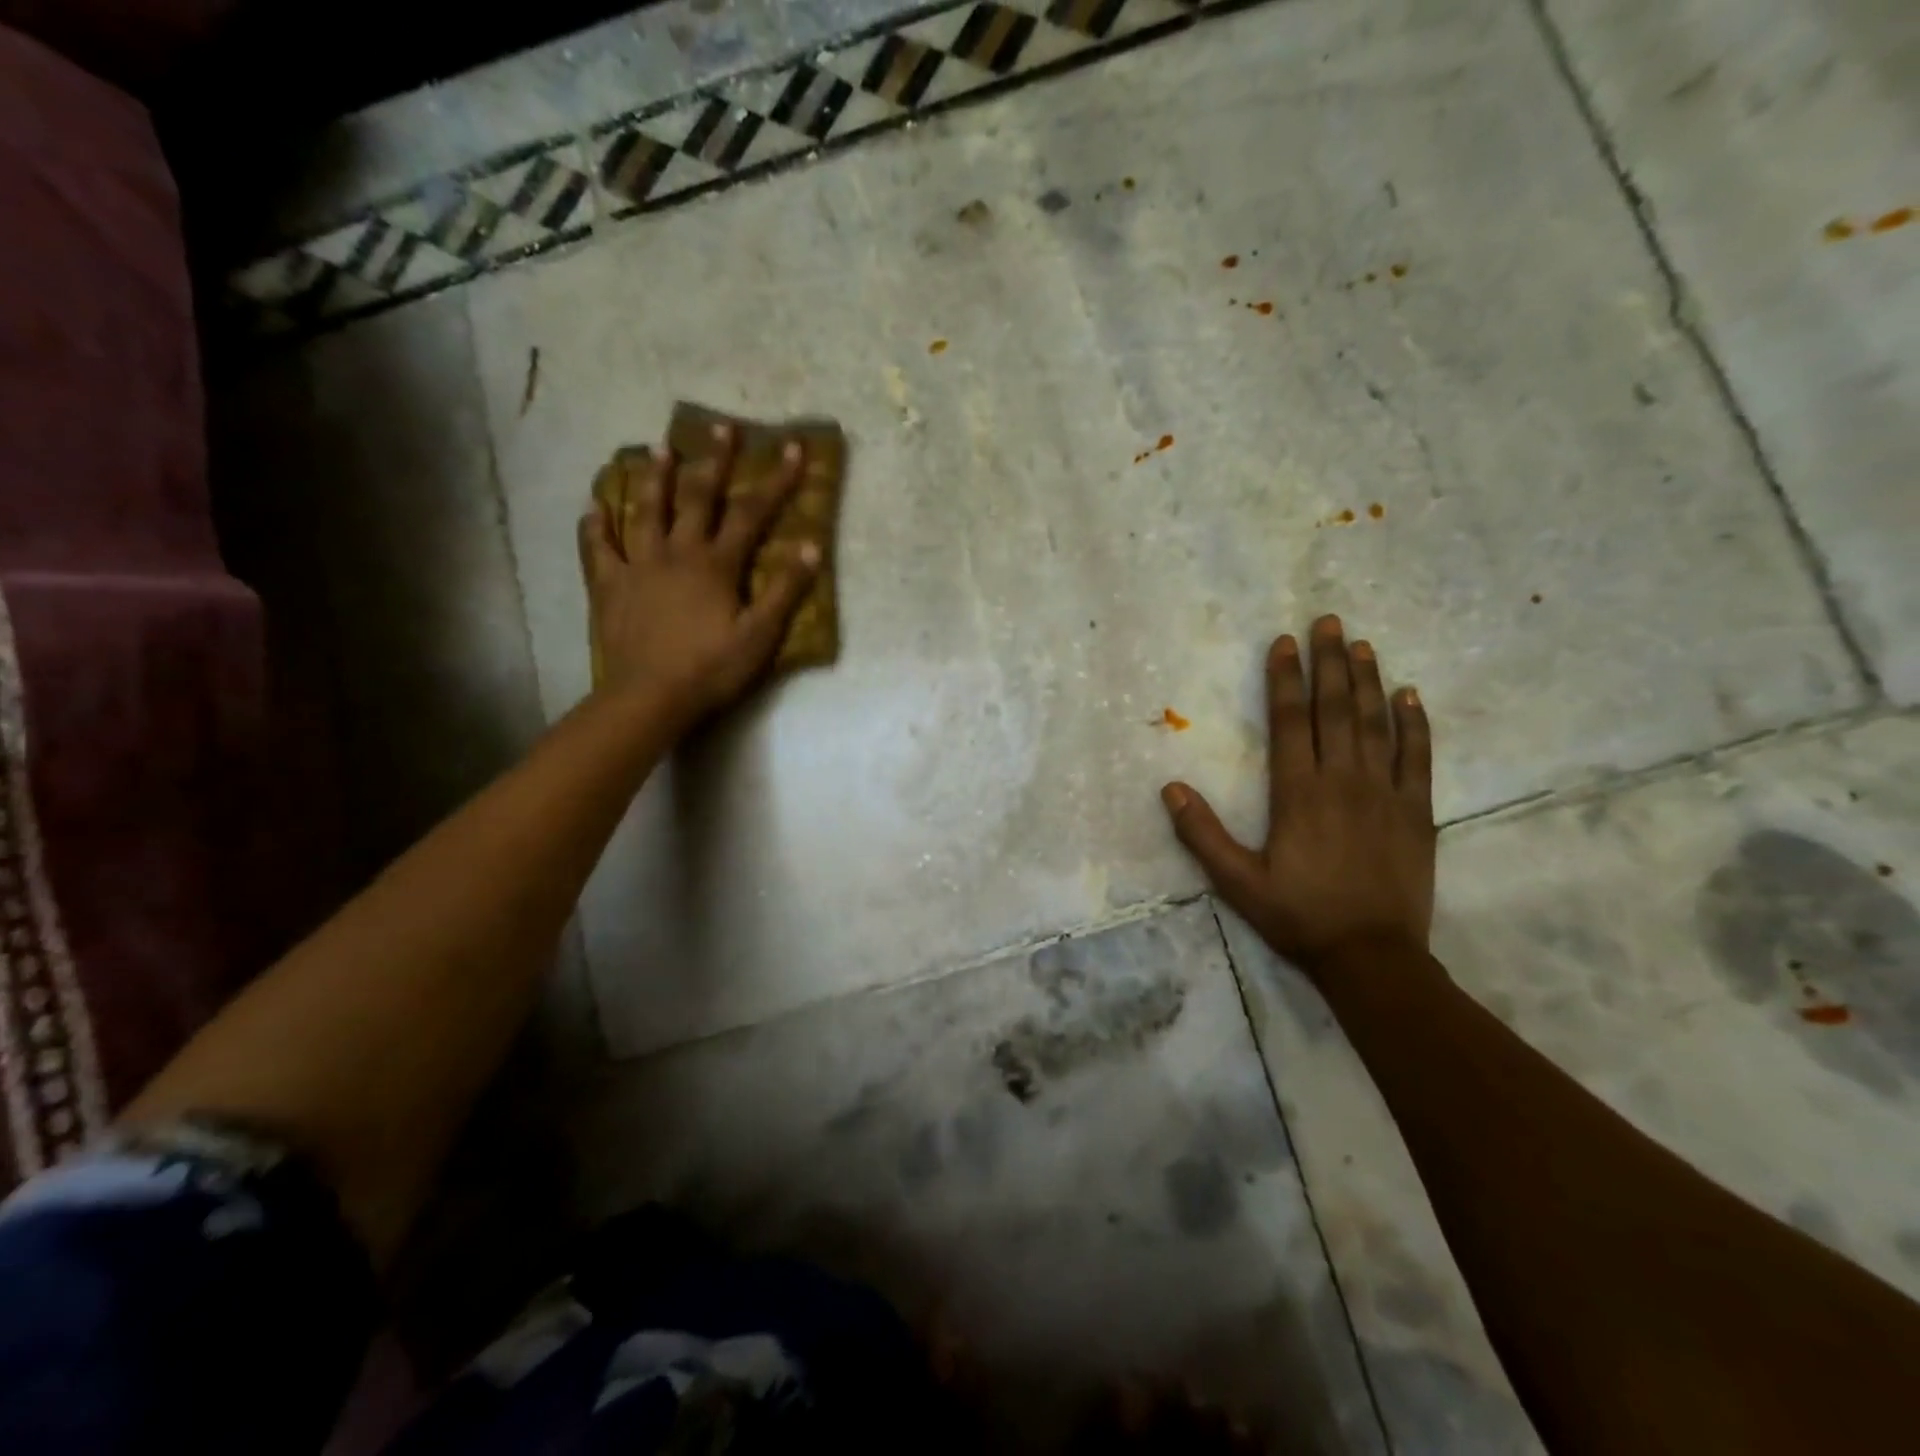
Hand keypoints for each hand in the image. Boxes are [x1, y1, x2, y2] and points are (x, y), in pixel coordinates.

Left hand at [579, 422, 818, 726]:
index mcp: (716, 564)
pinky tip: (593, 506)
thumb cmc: (711, 668)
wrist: (650, 696)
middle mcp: (677, 552)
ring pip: (645, 511)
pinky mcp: (610, 586)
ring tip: (658, 448)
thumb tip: (810, 546)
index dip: (775, 479)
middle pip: (697, 498)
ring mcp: (638, 566)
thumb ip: (785, 590)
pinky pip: (599, 548)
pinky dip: (596, 525)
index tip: (792, 447)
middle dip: (713, 461)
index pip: (751, 513)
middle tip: (720, 427)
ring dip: (654, 479)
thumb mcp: (760, 635)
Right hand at [1161, 615, 1435, 977]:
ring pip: (1376, 725)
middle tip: (1329, 621)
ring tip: (1362, 645)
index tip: (1285, 643)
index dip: (1284, 679)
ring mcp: (1384, 794)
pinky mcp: (1417, 812)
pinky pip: (1418, 759)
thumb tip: (1170, 788)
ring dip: (1368, 681)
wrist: (1371, 956)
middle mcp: (1341, 781)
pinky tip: (1410, 696)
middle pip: (1334, 710)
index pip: (1288, 722)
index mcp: (1297, 793)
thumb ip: (1202, 833)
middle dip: (1329, 662)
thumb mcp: (1237, 882)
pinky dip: (1415, 725)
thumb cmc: (1298, 916)